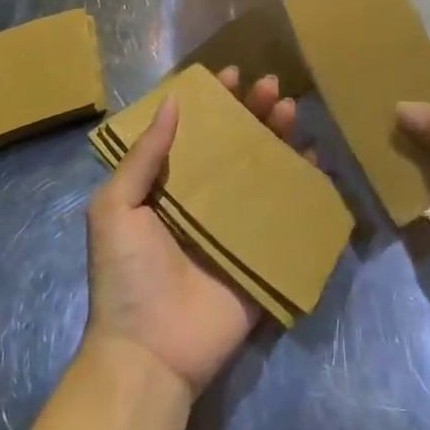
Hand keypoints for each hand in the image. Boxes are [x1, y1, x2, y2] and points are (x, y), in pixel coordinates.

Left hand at [83, 67, 299, 398]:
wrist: (149, 353)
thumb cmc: (126, 274)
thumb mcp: (115, 208)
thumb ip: (143, 156)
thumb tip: (172, 101)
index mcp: (168, 187)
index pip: (196, 132)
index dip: (214, 103)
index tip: (232, 75)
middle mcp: (204, 200)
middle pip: (235, 145)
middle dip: (253, 112)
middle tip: (271, 86)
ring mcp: (235, 227)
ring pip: (263, 170)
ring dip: (279, 138)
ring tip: (291, 109)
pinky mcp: (261, 255)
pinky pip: (286, 213)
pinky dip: (303, 184)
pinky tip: (315, 158)